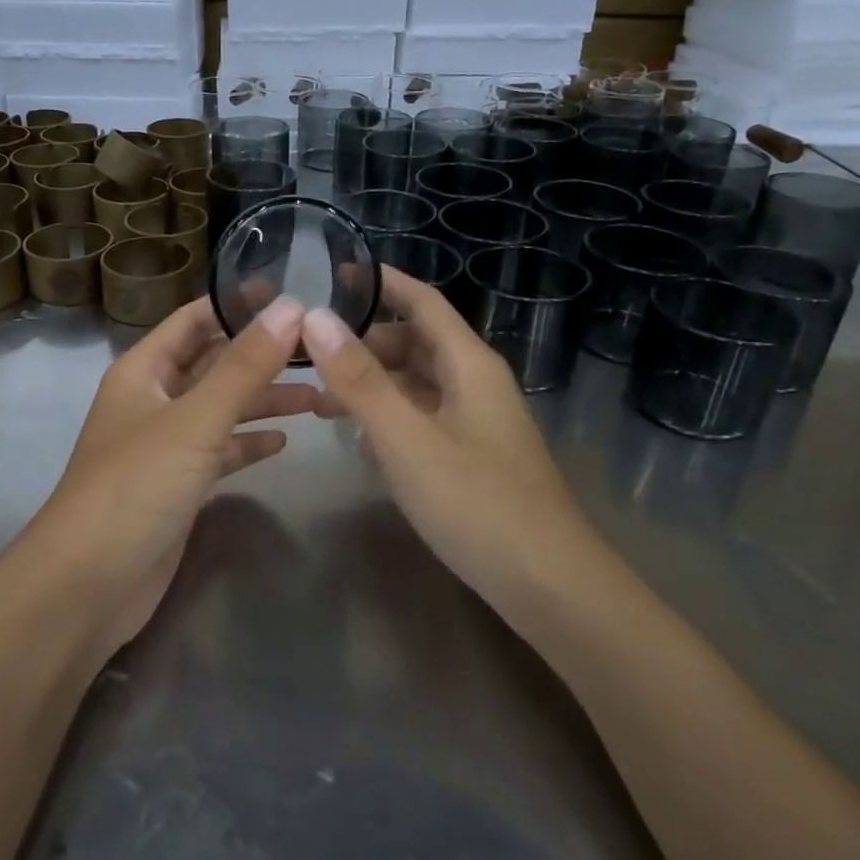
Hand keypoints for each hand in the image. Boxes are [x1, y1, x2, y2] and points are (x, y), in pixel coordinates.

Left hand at [31, 296, 317, 661]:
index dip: (237, 304)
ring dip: (264, 401)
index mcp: (144, 371)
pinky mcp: (178, 486)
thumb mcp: (195, 420)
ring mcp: (165, 445)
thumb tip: (291, 307)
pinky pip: (221, 452)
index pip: (194, 319)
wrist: (87, 586)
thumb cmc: (135, 486)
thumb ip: (244, 366)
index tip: (292, 294)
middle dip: (262, 357)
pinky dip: (249, 444)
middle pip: (214, 364)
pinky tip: (284, 443)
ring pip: (222, 409)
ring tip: (319, 399)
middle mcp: (153, 400)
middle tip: (320, 351)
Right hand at [304, 269, 596, 615]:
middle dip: (365, 343)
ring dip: (373, 384)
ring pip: (418, 385)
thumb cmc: (477, 503)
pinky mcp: (473, 458)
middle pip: (416, 343)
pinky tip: (360, 443)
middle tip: (310, 354)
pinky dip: (390, 418)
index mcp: (469, 365)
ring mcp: (477, 423)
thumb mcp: (406, 438)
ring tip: (321, 401)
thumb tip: (313, 317)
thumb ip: (359, 379)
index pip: (423, 302)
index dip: (383, 282)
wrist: (549, 588)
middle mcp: (476, 384)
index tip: (335, 271)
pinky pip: (424, 419)